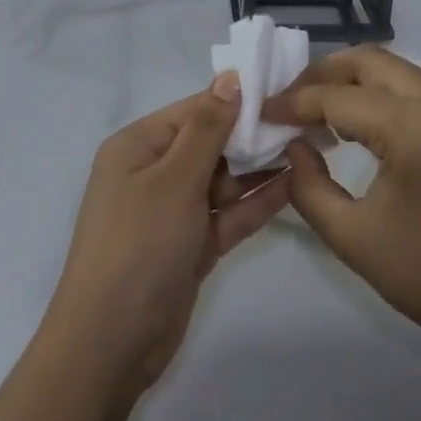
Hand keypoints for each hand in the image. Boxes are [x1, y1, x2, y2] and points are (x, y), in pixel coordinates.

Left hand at [39, 76, 291, 399]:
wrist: (111, 344)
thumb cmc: (138, 245)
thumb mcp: (174, 179)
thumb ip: (208, 128)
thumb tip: (230, 77)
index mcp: (138, 146)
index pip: (194, 110)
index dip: (237, 100)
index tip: (284, 89)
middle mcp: (154, 172)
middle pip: (211, 143)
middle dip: (253, 134)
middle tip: (305, 120)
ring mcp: (174, 211)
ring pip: (224, 179)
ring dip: (260, 167)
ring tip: (309, 147)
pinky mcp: (192, 245)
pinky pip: (229, 214)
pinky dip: (257, 202)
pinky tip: (294, 184)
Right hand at [263, 46, 420, 365]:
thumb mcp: (354, 239)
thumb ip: (309, 186)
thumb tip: (294, 147)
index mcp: (415, 125)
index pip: (338, 97)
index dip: (294, 103)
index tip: (261, 113)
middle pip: (368, 62)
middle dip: (322, 75)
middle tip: (288, 103)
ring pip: (394, 69)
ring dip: (351, 82)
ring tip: (316, 112)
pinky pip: (414, 87)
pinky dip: (379, 94)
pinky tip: (357, 124)